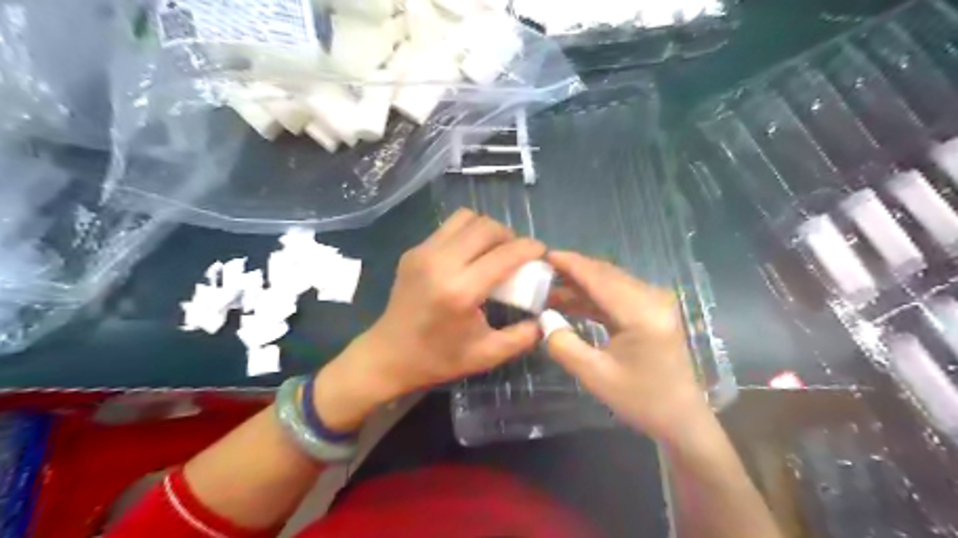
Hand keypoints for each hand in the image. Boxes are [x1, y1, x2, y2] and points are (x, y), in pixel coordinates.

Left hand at [314, 209, 541, 430]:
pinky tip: (471, 255)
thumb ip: (523, 337)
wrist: (388, 355)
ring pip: (466, 218)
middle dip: (510, 235)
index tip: (542, 252)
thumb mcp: (487, 355)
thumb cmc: (438, 359)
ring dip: (487, 229)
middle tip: (518, 254)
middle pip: (486, 227)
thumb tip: (546, 318)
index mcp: (461, 291)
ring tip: (495, 250)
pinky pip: (448, 227)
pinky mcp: (413, 251)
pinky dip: (467, 233)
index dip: (530, 248)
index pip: (505, 254)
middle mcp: (441, 263)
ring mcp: (423, 253)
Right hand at [543, 250, 704, 442]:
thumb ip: (564, 344)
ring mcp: (655, 302)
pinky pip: (617, 294)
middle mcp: (653, 299)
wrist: (680, 418)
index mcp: (642, 313)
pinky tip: (570, 301)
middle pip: (606, 275)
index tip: (544, 254)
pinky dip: (593, 296)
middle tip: (541, 272)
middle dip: (573, 271)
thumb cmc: (641, 400)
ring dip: (580, 284)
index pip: (600, 278)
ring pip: (610, 282)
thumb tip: (543, 317)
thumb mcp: (595, 376)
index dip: (571, 264)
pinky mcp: (652, 310)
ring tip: (549, 288)